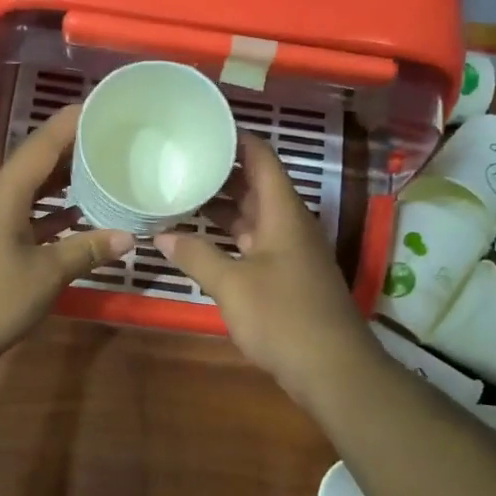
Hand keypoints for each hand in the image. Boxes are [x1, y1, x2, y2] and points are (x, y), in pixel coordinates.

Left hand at [0, 104, 132, 385]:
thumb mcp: (46, 276)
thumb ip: (87, 250)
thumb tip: (129, 237)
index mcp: (1, 197)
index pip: (40, 147)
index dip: (70, 124)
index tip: (100, 106)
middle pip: (32, 167)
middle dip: (69, 153)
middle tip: (108, 142)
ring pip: (25, 194)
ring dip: (58, 186)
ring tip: (96, 175)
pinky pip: (18, 218)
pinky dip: (44, 215)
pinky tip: (69, 220)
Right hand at [155, 133, 385, 411]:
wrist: (332, 369)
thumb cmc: (283, 317)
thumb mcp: (232, 285)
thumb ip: (197, 256)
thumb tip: (162, 235)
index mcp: (283, 213)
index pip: (261, 158)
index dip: (236, 139)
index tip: (203, 127)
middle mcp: (291, 225)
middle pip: (257, 186)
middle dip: (222, 172)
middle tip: (181, 161)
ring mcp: (291, 252)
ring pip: (255, 217)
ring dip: (224, 208)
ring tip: (183, 194)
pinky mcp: (288, 277)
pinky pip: (256, 243)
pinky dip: (231, 237)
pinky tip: (203, 242)